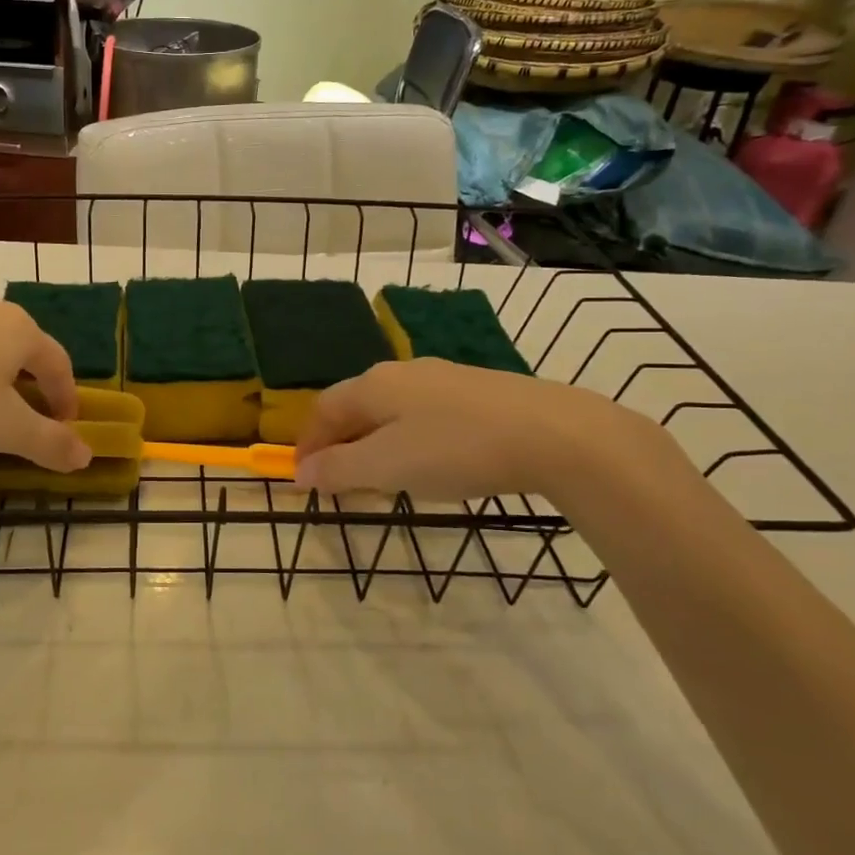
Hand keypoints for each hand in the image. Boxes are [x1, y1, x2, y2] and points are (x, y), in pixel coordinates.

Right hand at [293, 358, 643, 500]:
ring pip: (392, 409)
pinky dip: (410, 438)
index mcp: (373, 385)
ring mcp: (442, 378)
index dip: (307, 444)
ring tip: (384, 477)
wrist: (553, 433)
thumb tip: (300, 472)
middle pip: (355, 405)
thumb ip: (338, 470)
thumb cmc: (455, 449)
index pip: (322, 410)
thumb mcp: (387, 467)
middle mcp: (402, 372)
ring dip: (375, 441)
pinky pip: (425, 413)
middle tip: (341, 482)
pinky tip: (432, 460)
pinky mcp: (478, 391)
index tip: (303, 479)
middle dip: (341, 443)